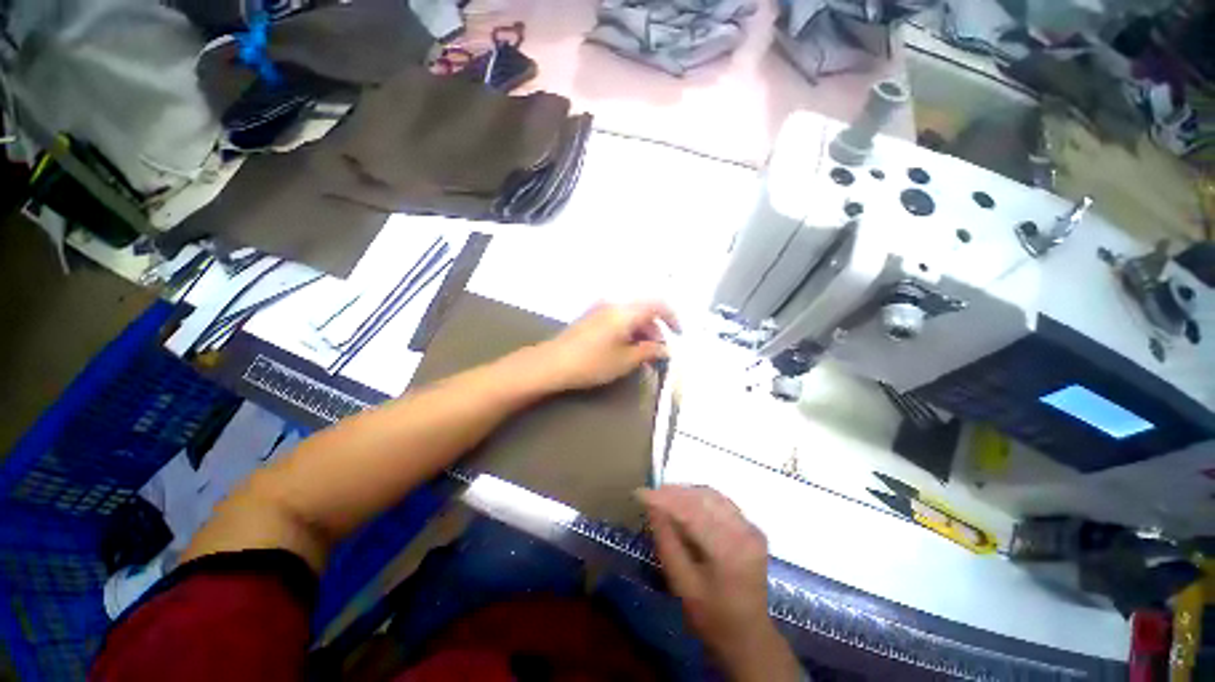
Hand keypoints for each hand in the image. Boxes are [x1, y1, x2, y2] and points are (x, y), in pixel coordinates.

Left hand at [538, 301, 678, 391]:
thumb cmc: (592, 362)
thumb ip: (649, 351)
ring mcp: (600, 309)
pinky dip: (628, 331)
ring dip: (641, 331)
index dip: (672, 318)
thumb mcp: (625, 360)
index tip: (679, 335)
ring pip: (630, 315)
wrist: (552, 363)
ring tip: (643, 354)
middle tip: (659, 352)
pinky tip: (625, 348)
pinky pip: (617, 319)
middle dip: (656, 329)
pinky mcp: (591, 317)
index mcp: (625, 311)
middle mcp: (614, 304)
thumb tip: (665, 348)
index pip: (658, 305)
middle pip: (644, 311)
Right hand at [639, 485, 801, 681]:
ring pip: (712, 496)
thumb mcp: (682, 584)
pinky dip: (700, 499)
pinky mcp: (752, 528)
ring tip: (664, 496)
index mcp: (728, 550)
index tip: (640, 493)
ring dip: (686, 493)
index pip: (691, 512)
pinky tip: (685, 503)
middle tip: (651, 494)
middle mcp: (744, 532)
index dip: (664, 499)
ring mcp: (751, 528)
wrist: (749, 637)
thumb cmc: (712, 617)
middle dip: (674, 492)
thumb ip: (667, 541)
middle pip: (703, 498)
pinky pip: (721, 503)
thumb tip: (652, 507)